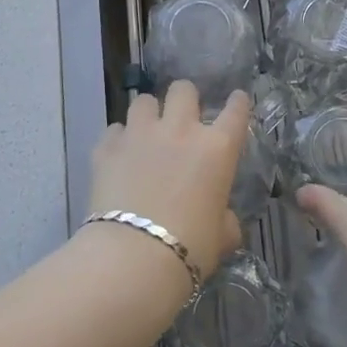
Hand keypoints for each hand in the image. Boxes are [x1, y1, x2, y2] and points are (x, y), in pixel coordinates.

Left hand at [87, 81, 249, 280]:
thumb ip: (225, 219)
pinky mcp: (107, 147)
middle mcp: (180, 130)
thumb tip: (223, 220)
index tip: (236, 99)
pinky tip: (119, 155)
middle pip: (183, 89)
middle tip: (182, 118)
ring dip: (148, 113)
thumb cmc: (190, 248)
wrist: (134, 256)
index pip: (236, 111)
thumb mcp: (222, 237)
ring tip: (146, 132)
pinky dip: (119, 139)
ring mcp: (140, 134)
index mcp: (217, 148)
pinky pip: (114, 130)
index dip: (238, 102)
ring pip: (143, 100)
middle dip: (185, 99)